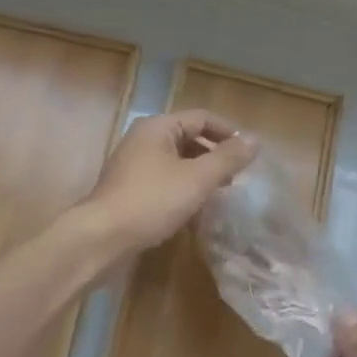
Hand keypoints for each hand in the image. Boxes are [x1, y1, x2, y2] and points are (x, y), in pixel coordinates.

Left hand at [80, 110, 257, 253]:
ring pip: (177, 160)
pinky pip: (164, 178)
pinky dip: (183, 187)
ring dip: (200, 172)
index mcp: (158, 127)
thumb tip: (254, 140)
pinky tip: (196, 207)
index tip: (250, 153)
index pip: (202, 118)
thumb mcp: (197, 178)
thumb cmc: (151, 201)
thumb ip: (227, 158)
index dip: (229, 132)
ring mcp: (133, 164)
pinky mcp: (129, 188)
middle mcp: (143, 139)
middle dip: (215, 154)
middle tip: (238, 175)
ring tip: (221, 192)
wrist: (101, 238)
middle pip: (188, 137)